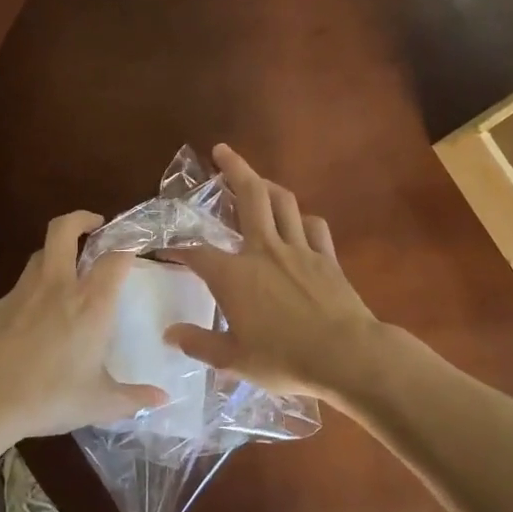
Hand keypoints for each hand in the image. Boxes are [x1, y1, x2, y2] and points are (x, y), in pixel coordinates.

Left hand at [0, 212, 166, 440]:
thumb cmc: (48, 398)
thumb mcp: (98, 403)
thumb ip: (134, 398)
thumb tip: (163, 399)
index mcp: (90, 303)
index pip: (114, 256)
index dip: (127, 244)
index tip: (135, 245)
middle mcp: (57, 286)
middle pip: (64, 230)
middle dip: (81, 218)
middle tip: (95, 225)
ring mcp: (22, 292)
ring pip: (40, 253)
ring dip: (56, 251)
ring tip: (67, 268)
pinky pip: (21, 285)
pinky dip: (34, 288)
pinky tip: (35, 315)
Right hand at [162, 145, 383, 400]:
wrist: (346, 355)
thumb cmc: (284, 360)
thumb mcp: (234, 360)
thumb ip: (200, 344)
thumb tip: (170, 334)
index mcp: (235, 276)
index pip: (198, 253)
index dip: (178, 249)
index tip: (166, 249)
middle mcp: (264, 251)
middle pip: (249, 196)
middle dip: (234, 168)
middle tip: (221, 150)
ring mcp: (299, 249)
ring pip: (283, 202)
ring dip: (267, 184)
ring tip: (256, 180)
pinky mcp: (327, 257)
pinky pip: (314, 226)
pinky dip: (302, 218)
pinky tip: (298, 221)